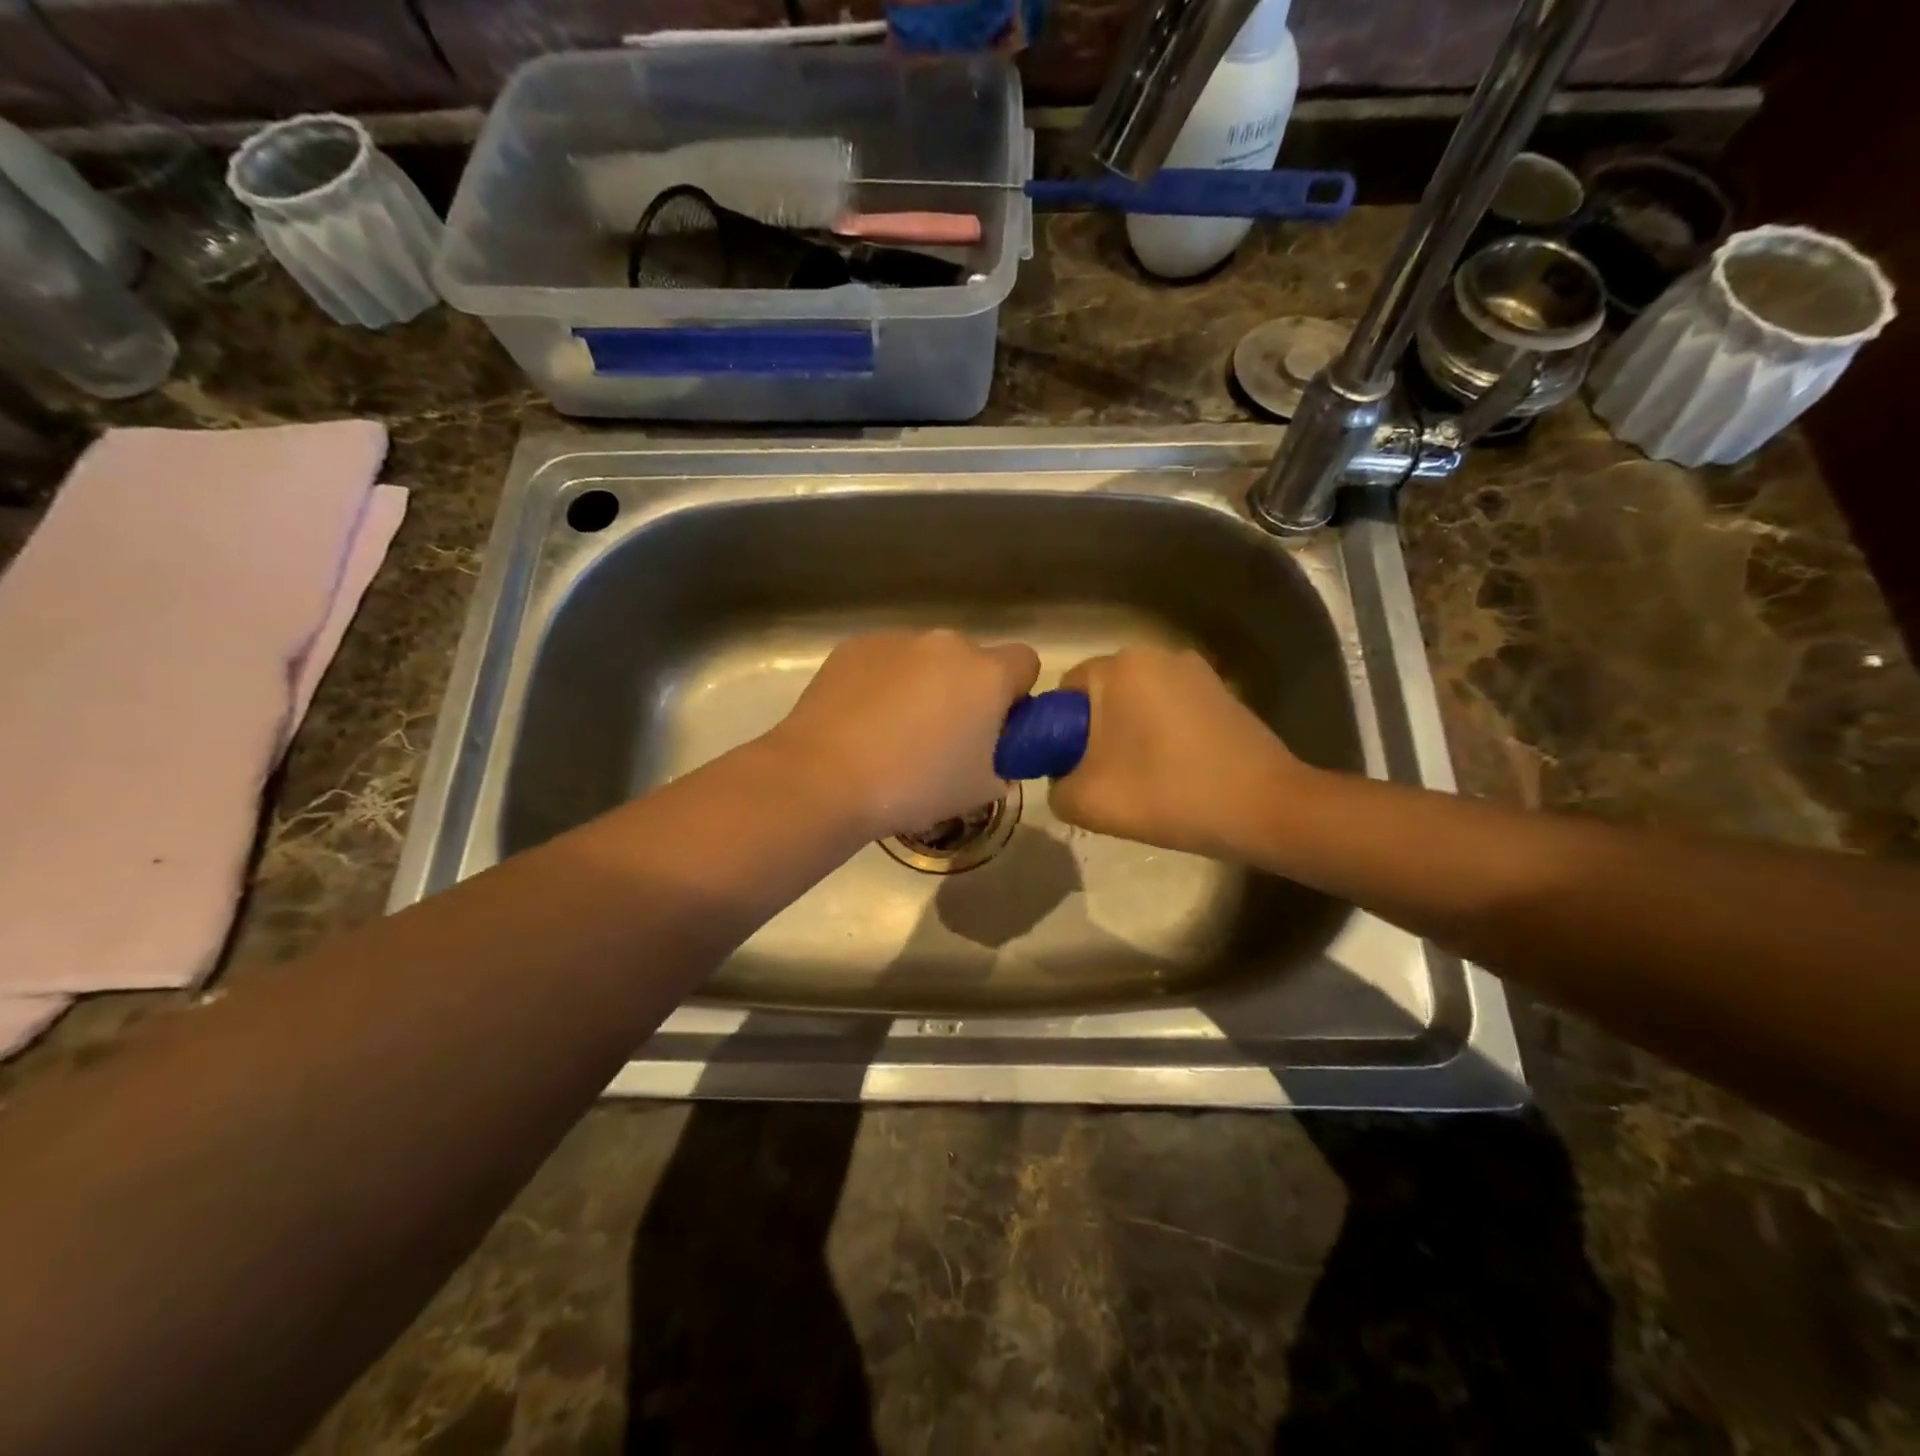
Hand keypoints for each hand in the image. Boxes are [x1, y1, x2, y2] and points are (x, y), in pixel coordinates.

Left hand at [767, 630, 1039, 838]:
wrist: (824, 778)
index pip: (1026, 662)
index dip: (1016, 694)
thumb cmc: (914, 787)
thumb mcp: (979, 790)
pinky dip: (881, 684)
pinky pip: (883, 663)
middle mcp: (946, 644)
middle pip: (971, 661)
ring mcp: (895, 640)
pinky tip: (860, 722)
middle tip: (943, 738)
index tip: (996, 728)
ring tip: (892, 734)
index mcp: (987, 674)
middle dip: (965, 691)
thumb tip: (991, 757)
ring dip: (922, 685)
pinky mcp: (852, 647)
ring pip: (925, 660)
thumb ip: (1000, 763)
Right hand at [1049, 647, 1312, 858]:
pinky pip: (1170, 710)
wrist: (1266, 808)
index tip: (1073, 770)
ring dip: (1129, 735)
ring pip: (1137, 703)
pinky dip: (1162, 735)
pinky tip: (1176, 772)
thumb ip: (1054, 784)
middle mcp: (1156, 655)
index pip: (1064, 692)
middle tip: (1105, 780)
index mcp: (1119, 667)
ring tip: (1143, 780)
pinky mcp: (1221, 693)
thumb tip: (1065, 775)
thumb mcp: (1085, 801)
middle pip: (1102, 696)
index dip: (1058, 733)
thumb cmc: (1168, 794)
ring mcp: (1195, 671)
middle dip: (1095, 734)